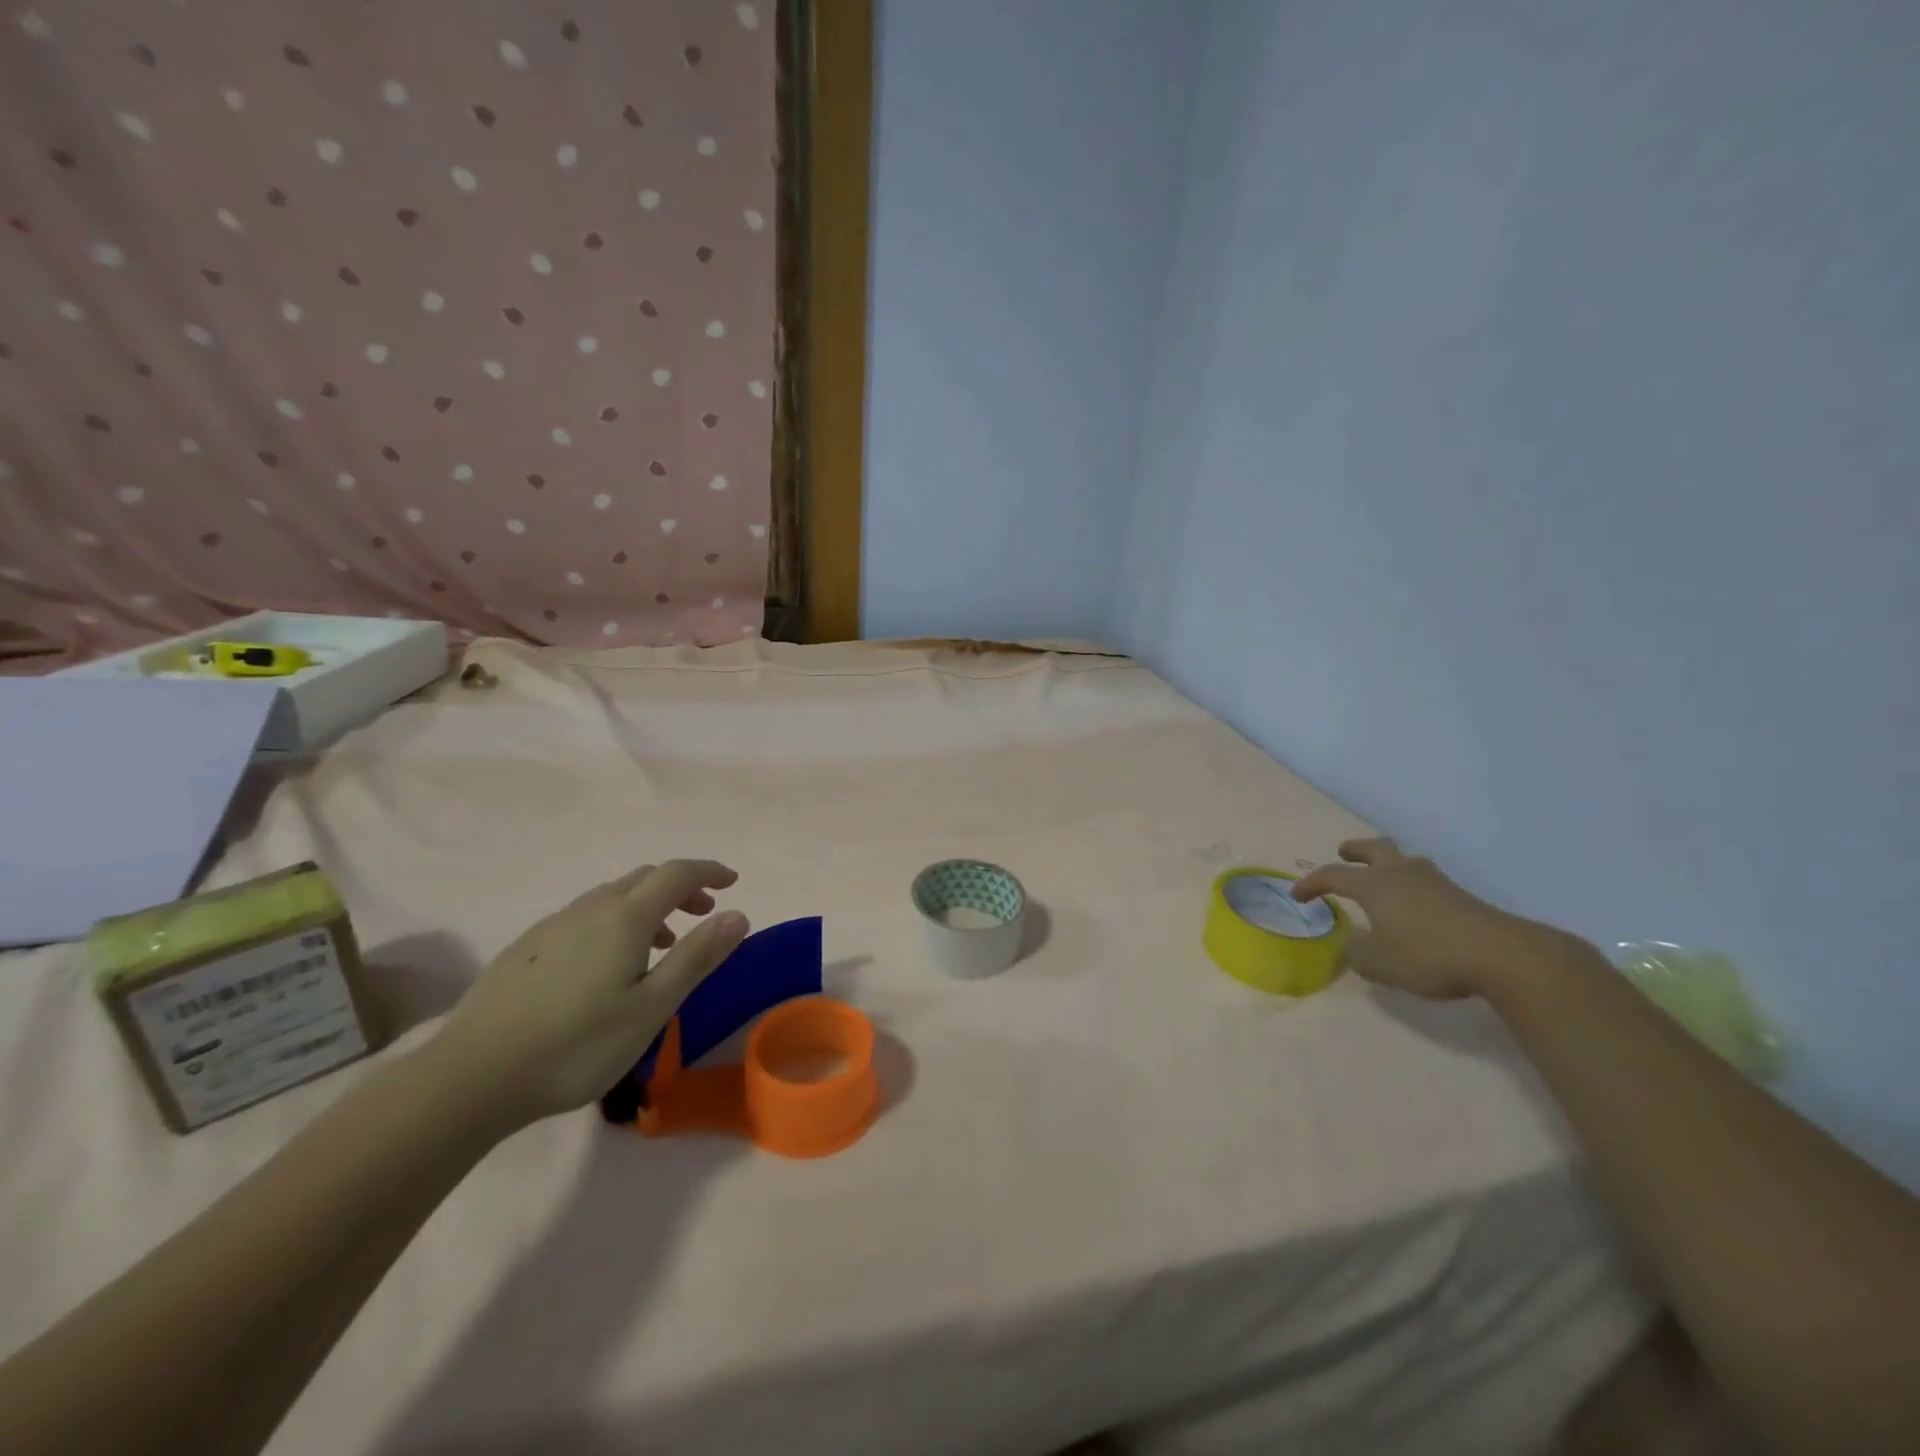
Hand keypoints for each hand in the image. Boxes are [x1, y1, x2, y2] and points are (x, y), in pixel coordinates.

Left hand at [429, 860, 748, 1127]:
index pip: (676, 874)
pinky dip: (615, 922)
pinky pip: (585, 916)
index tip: (733, 882)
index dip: (708, 871)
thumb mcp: (652, 1007)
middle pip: (644, 878)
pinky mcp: (526, 948)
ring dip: (647, 906)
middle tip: (703, 912)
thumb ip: (697, 957)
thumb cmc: (577, 1045)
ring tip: (661, 944)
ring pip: (612, 897)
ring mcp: (553, 926)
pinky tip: (606, 965)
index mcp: (625, 917)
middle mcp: (590, 908)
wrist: (471, 1077)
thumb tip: (737, 914)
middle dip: (680, 887)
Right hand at [1291, 837, 1562, 999]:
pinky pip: (1425, 879)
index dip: (1311, 883)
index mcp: (1374, 885)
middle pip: (1375, 848)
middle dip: (1355, 850)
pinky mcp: (1460, 896)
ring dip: (1387, 864)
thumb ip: (1358, 953)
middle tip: (1344, 853)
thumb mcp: (1381, 963)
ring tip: (1382, 878)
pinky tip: (1414, 905)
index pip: (1332, 875)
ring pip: (1404, 860)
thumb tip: (1351, 944)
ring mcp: (1434, 882)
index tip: (1297, 895)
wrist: (1503, 955)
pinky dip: (1410, 884)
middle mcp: (1400, 874)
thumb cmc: (1430, 955)